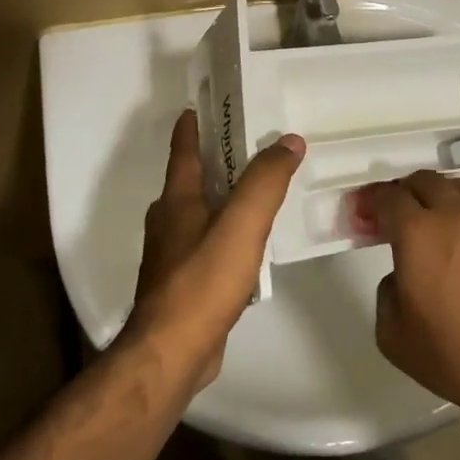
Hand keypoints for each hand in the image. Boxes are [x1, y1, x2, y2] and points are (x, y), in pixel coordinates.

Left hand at [123, 110, 304, 394]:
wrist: (172, 354)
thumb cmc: (202, 281)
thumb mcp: (241, 224)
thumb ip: (266, 181)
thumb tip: (289, 140)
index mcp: (177, 200)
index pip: (184, 151)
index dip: (192, 126)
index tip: (201, 106)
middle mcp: (169, 222)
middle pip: (191, 181)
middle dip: (216, 161)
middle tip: (251, 147)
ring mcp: (173, 256)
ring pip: (200, 214)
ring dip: (224, 199)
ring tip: (258, 193)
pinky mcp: (184, 286)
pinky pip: (209, 247)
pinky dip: (227, 235)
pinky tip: (251, 246)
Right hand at [360, 171, 459, 409]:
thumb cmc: (454, 352)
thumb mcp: (393, 335)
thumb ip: (387, 292)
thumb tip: (402, 276)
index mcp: (417, 231)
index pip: (388, 196)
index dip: (370, 201)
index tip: (362, 214)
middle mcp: (454, 213)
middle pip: (423, 181)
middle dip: (403, 192)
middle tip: (394, 215)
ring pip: (458, 188)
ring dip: (438, 197)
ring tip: (432, 221)